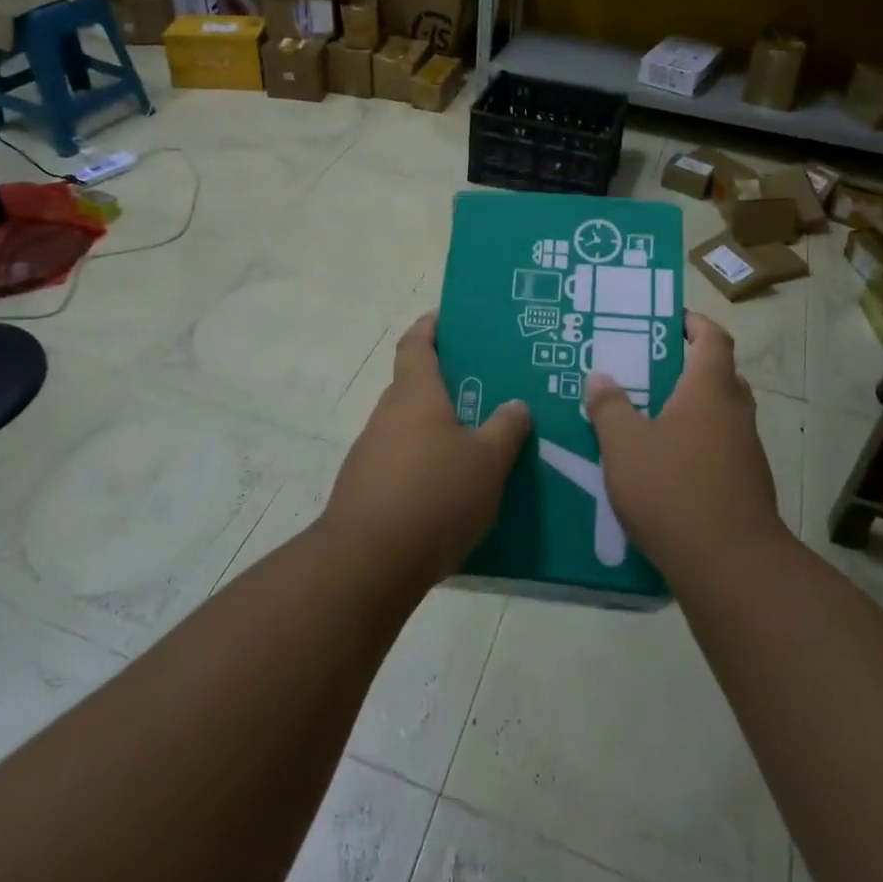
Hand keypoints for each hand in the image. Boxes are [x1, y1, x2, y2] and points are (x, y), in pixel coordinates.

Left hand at [321, 312, 532, 593]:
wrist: (367, 563)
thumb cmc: (434, 495)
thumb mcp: (488, 461)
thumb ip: (506, 429)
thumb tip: (516, 405)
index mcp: (415, 394)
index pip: (416, 344)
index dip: (430, 326)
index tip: (448, 317)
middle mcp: (388, 415)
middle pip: (414, 386)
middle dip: (446, 384)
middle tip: (486, 389)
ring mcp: (372, 453)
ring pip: (409, 427)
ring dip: (437, 429)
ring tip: (477, 443)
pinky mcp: (366, 489)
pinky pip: (402, 463)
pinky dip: (425, 464)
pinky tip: (452, 491)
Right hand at [585, 312, 782, 582]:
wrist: (730, 567)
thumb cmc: (673, 490)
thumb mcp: (624, 445)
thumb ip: (609, 407)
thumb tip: (600, 377)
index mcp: (709, 389)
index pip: (714, 338)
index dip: (694, 323)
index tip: (668, 320)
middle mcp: (735, 412)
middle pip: (719, 374)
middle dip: (687, 367)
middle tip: (648, 370)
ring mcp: (746, 451)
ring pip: (719, 414)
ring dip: (690, 409)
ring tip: (647, 417)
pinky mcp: (746, 485)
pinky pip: (719, 447)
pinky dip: (696, 444)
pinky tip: (663, 466)